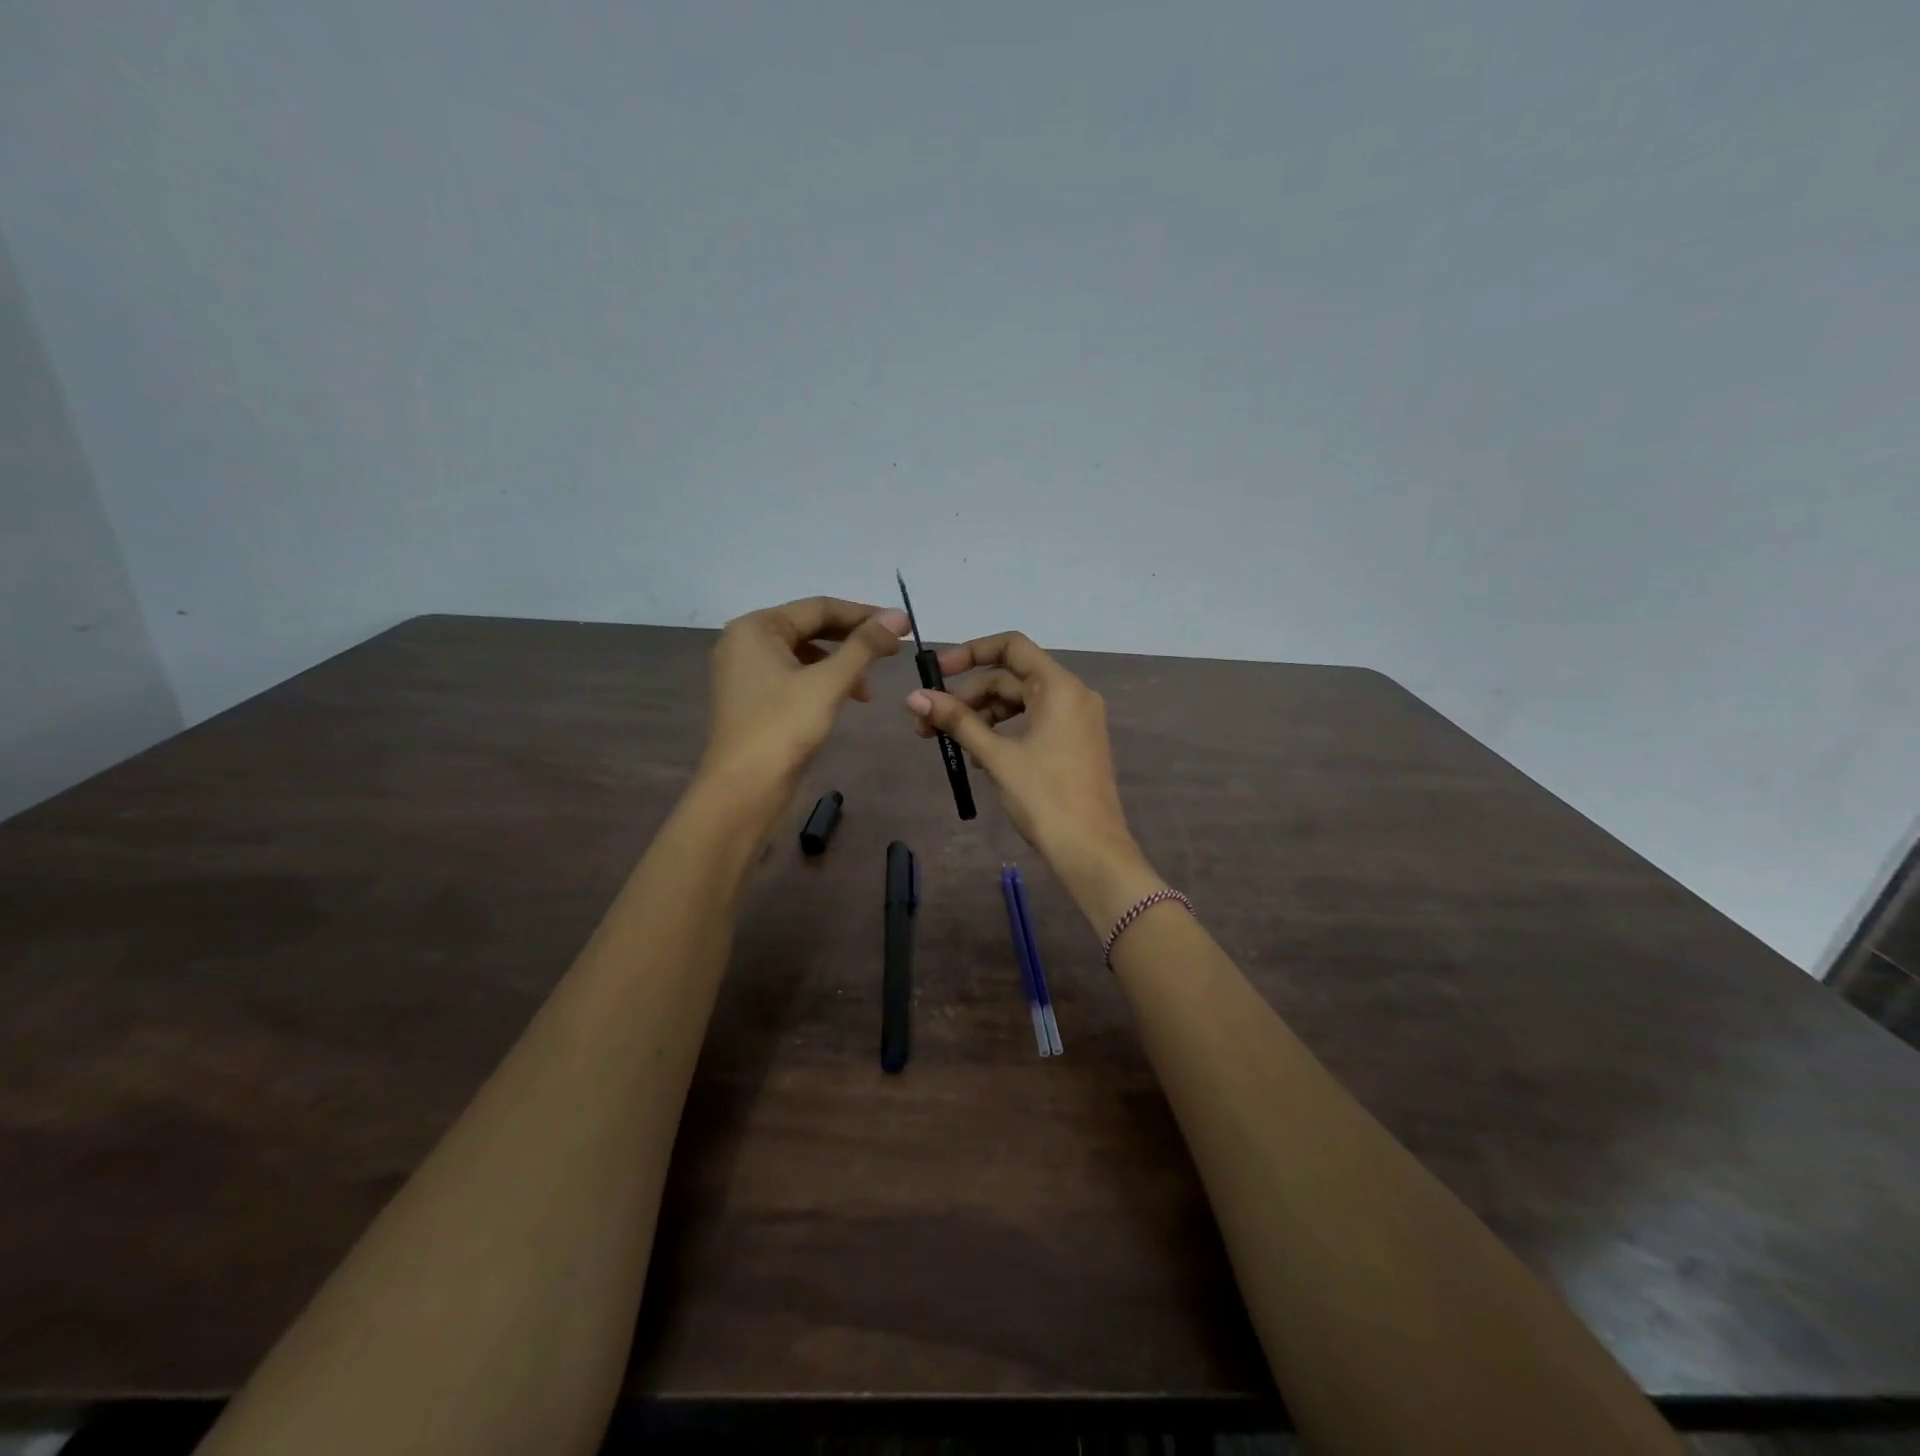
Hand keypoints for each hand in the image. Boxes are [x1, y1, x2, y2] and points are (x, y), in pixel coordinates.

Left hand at [699, 597, 907, 811]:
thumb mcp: (829, 682)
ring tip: (870, 684)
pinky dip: (823, 682)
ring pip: (804, 654)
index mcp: (756, 627)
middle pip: (810, 628)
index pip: (818, 607)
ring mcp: (746, 672)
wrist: (744, 789)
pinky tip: (847, 698)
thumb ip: (865, 645)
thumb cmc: (784, 727)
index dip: (863, 615)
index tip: (901, 627)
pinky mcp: (754, 699)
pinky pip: (794, 676)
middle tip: (893, 650)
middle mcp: (745, 642)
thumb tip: (899, 615)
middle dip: (853, 639)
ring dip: (841, 663)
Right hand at [905, 632, 1159, 923]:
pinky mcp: (1073, 744)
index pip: (1011, 646)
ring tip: (950, 744)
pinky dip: (1003, 732)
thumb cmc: (1045, 798)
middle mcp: (1072, 695)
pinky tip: (978, 757)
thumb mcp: (996, 756)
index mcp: (1059, 687)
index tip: (936, 672)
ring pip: (1019, 703)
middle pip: (1010, 678)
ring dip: (982, 717)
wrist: (1091, 851)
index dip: (970, 652)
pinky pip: (1032, 723)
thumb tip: (914, 696)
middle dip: (967, 697)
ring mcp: (1076, 721)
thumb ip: (957, 721)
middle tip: (928, 724)